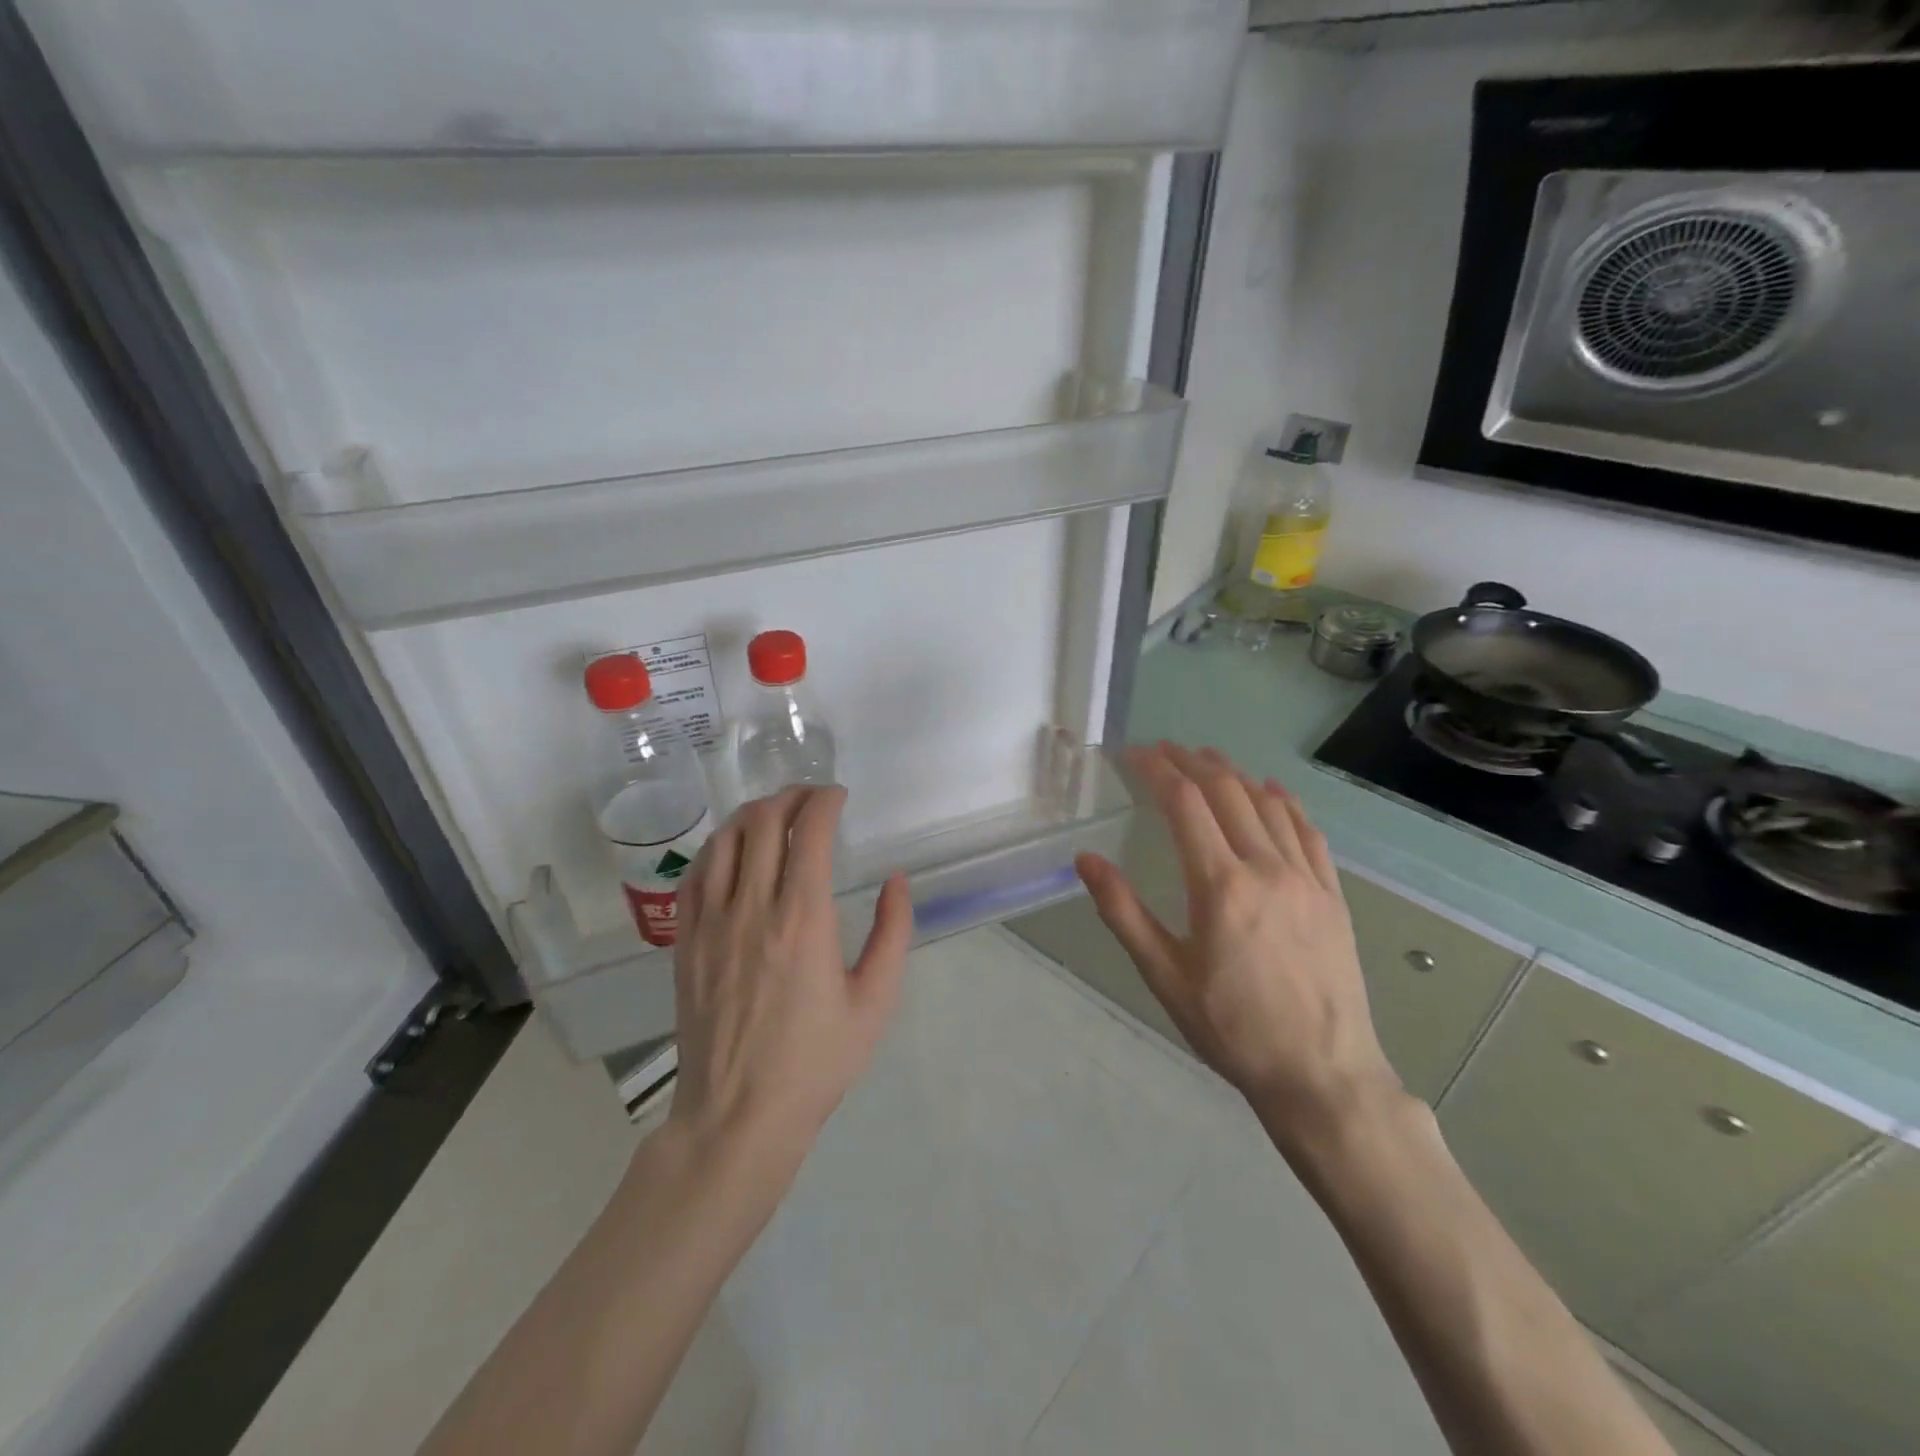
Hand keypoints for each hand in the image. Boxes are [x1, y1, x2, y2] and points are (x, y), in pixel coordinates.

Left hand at [669, 786, 912, 1171]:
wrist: (738, 1115)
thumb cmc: (815, 1061)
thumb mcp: (875, 1002)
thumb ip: (892, 933)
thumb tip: (895, 880)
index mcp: (803, 920)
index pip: (809, 832)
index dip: (824, 801)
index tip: (838, 797)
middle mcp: (752, 909)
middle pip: (763, 823)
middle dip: (790, 797)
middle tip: (811, 799)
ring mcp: (711, 924)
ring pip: (724, 840)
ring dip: (751, 814)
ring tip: (774, 814)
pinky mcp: (685, 943)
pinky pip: (695, 875)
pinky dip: (717, 848)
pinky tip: (732, 850)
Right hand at [1075, 743, 1401, 1149]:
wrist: (1321, 1074)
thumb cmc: (1232, 1028)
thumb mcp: (1164, 975)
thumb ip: (1123, 912)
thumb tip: (1085, 859)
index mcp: (1219, 884)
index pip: (1183, 802)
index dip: (1156, 769)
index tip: (1133, 755)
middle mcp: (1265, 866)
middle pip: (1226, 790)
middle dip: (1190, 761)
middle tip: (1162, 750)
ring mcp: (1306, 877)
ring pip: (1267, 803)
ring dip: (1233, 773)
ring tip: (1207, 759)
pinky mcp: (1332, 894)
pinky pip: (1307, 831)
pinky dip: (1283, 802)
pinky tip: (1271, 792)